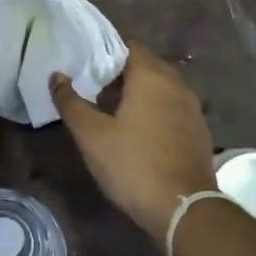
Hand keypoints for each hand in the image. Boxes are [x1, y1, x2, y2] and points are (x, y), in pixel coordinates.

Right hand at [51, 44, 218, 240]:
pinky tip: (139, 132)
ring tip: (113, 111)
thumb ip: (71, 102)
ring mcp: (192, 108)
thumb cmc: (133, 165)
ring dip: (139, 93)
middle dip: (120, 73)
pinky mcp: (199, 131)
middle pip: (146, 65)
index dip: (105, 52)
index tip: (85, 66)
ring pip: (161, 87)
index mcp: (151, 77)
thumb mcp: (92, 135)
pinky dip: (155, 110)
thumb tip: (56, 76)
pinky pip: (173, 107)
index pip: (128, 46)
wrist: (184, 209)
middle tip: (94, 89)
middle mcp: (176, 85)